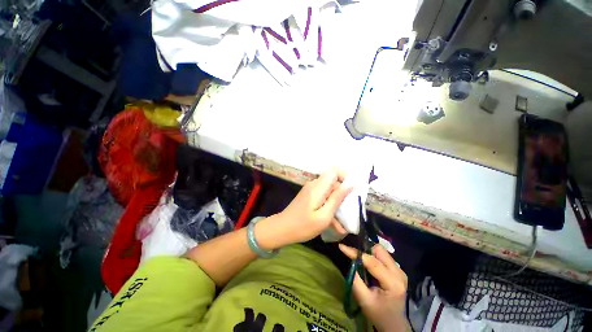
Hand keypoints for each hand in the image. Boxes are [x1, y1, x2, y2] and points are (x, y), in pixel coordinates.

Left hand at [259, 168, 351, 247]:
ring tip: (343, 225)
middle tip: (349, 213)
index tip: (352, 192)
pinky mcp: (309, 196)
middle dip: (343, 196)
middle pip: (334, 183)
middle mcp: (314, 185)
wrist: (281, 229)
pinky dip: (329, 208)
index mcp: (318, 187)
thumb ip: (337, 198)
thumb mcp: (324, 216)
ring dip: (337, 206)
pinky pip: (323, 198)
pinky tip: (334, 225)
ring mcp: (311, 191)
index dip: (345, 177)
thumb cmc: (303, 226)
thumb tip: (350, 184)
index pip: (334, 170)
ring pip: (330, 192)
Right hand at [339, 244, 409, 331]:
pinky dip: (373, 257)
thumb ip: (355, 279)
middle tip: (354, 258)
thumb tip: (349, 261)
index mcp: (393, 283)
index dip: (356, 253)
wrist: (394, 324)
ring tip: (362, 263)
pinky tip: (370, 267)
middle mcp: (399, 273)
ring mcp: (400, 270)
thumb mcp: (363, 299)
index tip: (342, 247)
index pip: (372, 262)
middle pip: (379, 251)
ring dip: (369, 253)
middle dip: (364, 251)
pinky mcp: (398, 270)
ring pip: (381, 251)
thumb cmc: (378, 314)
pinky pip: (383, 255)